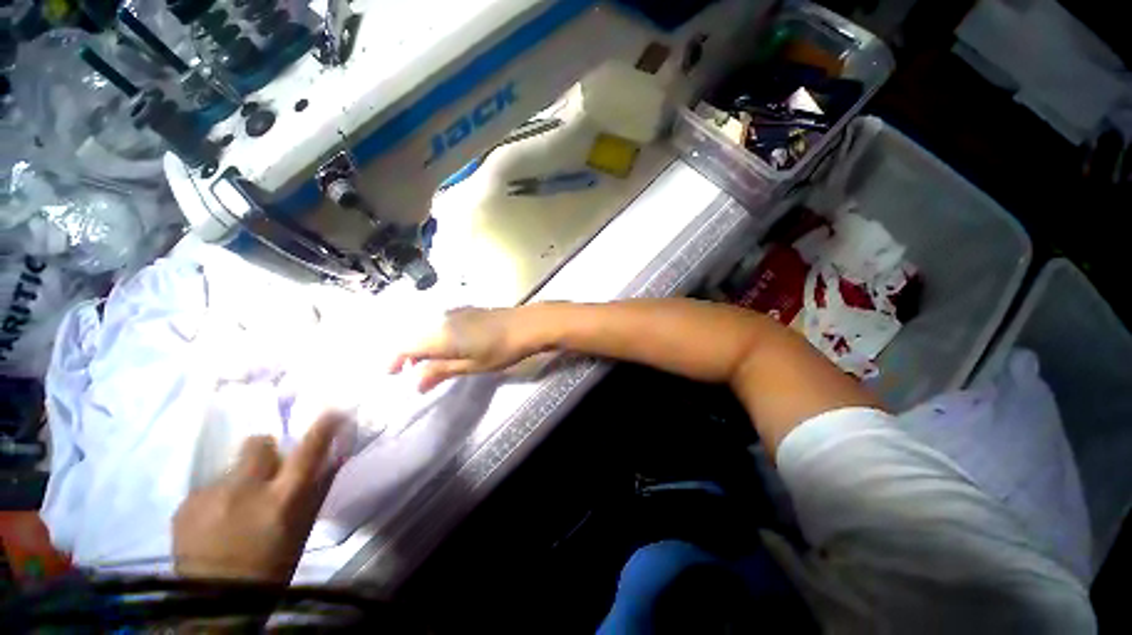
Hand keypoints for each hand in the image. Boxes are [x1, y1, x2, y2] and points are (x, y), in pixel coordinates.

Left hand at [172, 415, 342, 582]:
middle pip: (257, 444)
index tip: (333, 411)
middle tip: (265, 472)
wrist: (215, 605)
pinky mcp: (185, 505)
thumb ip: (315, 489)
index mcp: (282, 498)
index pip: (309, 450)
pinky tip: (213, 524)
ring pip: (230, 469)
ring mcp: (210, 496)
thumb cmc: (272, 566)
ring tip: (233, 511)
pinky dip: (215, 499)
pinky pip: (207, 489)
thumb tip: (334, 456)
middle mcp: (245, 489)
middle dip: (265, 451)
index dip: (323, 427)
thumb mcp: (301, 528)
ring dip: (238, 480)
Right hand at [391, 307, 545, 391]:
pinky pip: (440, 323)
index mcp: (440, 335)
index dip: (395, 360)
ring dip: (422, 345)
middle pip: (414, 335)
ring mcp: (455, 312)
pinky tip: (445, 347)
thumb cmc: (500, 350)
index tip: (392, 375)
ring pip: (427, 328)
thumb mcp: (471, 366)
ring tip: (428, 363)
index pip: (406, 345)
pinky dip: (435, 336)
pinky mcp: (466, 310)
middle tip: (410, 372)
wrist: (526, 325)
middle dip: (408, 354)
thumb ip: (441, 371)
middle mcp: (442, 319)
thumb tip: (415, 384)